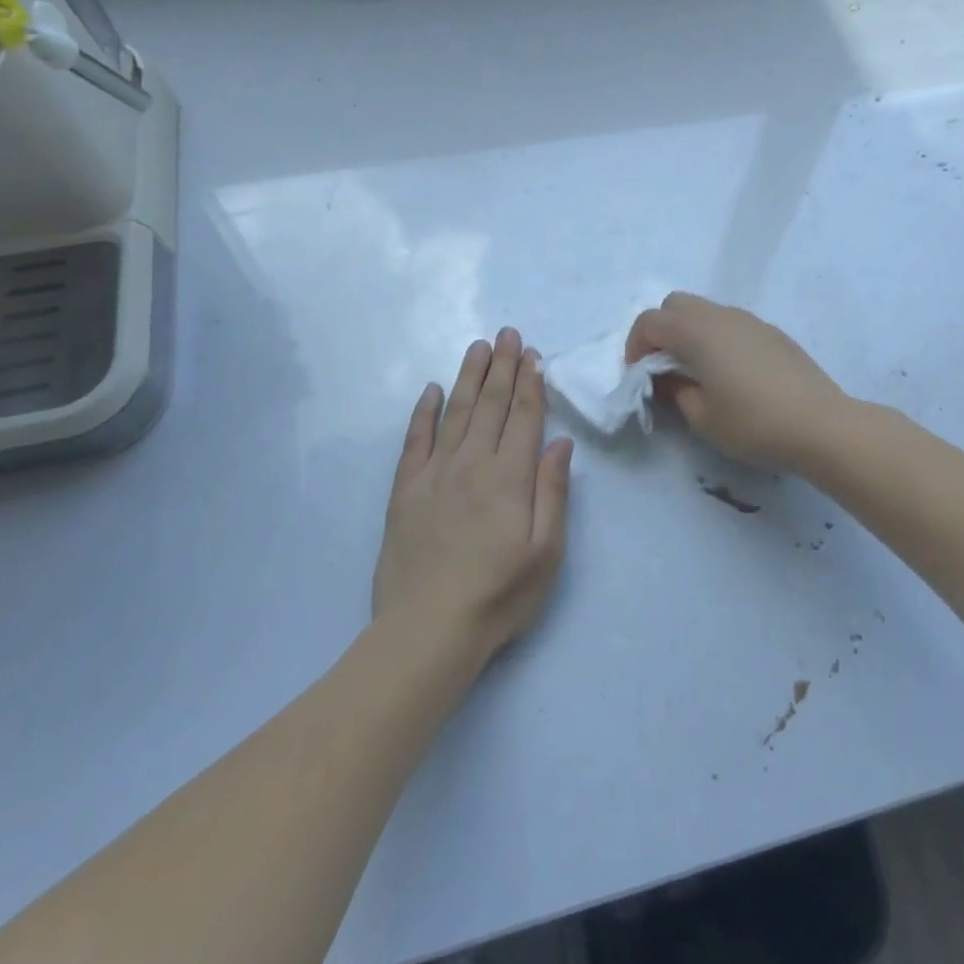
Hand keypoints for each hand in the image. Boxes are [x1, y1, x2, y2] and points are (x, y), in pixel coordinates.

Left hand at [373, 328, 574, 658]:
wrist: (427, 630)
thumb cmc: (499, 595)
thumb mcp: (546, 552)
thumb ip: (553, 492)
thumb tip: (559, 443)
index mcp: (510, 477)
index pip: (524, 417)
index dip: (530, 383)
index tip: (532, 354)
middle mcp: (472, 463)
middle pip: (492, 405)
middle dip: (502, 366)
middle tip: (507, 333)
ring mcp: (434, 473)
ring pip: (457, 412)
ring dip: (469, 377)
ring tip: (478, 347)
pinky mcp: (405, 490)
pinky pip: (415, 439)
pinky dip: (424, 412)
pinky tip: (432, 390)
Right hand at [625, 293, 847, 471]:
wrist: (822, 425)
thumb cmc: (754, 424)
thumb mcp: (702, 418)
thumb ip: (676, 392)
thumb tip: (670, 379)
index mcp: (698, 332)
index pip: (650, 321)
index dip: (635, 345)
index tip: (638, 375)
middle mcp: (722, 316)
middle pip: (676, 304)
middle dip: (660, 330)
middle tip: (662, 367)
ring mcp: (751, 321)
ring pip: (706, 310)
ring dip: (690, 332)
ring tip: (696, 371)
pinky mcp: (773, 333)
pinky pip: (731, 323)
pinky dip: (716, 338)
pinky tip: (730, 373)